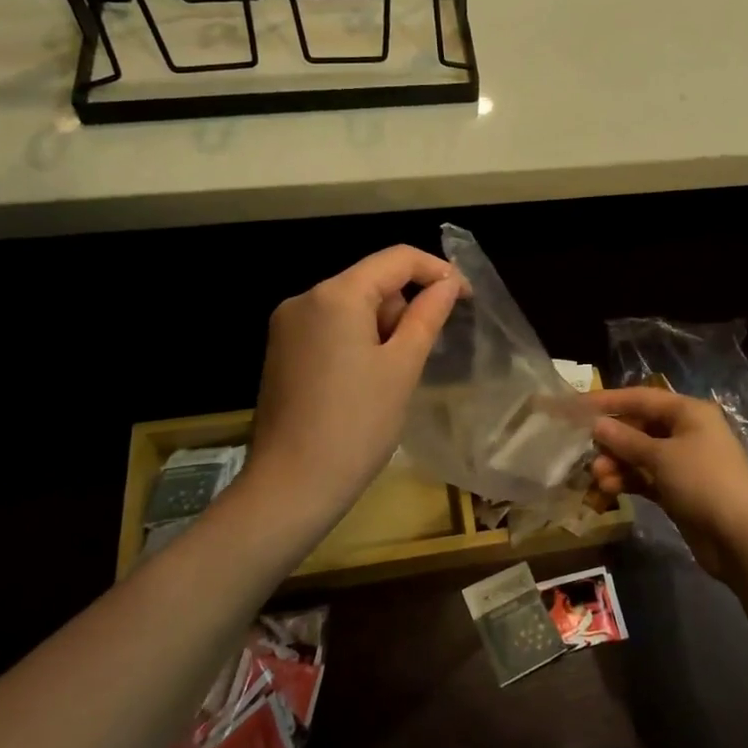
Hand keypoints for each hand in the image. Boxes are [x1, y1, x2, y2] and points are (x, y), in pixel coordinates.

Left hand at [244, 246, 462, 526]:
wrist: (291, 487)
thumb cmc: (357, 425)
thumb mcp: (403, 367)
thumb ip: (427, 316)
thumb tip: (448, 284)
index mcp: (336, 295)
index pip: (396, 259)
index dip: (437, 271)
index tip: (466, 298)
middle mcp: (305, 299)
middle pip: (372, 281)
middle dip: (404, 308)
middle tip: (418, 357)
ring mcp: (287, 326)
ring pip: (352, 305)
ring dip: (382, 327)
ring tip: (390, 378)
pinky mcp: (281, 351)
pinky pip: (331, 327)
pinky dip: (357, 340)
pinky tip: (364, 382)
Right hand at [587, 386, 747, 582]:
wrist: (742, 538)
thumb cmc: (704, 482)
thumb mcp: (662, 457)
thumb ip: (627, 440)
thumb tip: (597, 425)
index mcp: (689, 412)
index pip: (641, 398)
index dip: (608, 401)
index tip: (576, 406)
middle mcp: (687, 432)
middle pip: (640, 427)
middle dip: (613, 440)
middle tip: (588, 453)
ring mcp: (684, 463)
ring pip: (641, 455)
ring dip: (618, 463)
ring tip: (597, 478)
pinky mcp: (680, 490)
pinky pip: (647, 478)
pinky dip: (628, 481)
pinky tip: (608, 489)